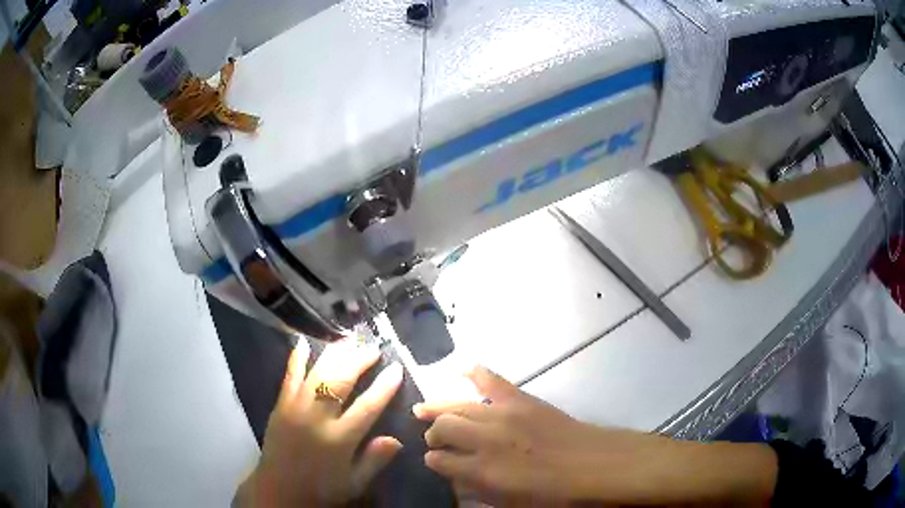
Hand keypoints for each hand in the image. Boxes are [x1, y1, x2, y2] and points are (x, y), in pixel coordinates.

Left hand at [236, 339, 403, 506]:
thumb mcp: (354, 483)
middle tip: (373, 347)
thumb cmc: (321, 489)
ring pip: (317, 373)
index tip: (396, 368)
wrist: (278, 489)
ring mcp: (295, 408)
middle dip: (359, 360)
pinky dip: (297, 358)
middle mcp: (317, 419)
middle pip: (340, 381)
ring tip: (349, 340)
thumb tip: (396, 439)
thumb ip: (374, 461)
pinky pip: (289, 376)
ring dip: (334, 354)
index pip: (367, 407)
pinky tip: (304, 342)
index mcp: (339, 440)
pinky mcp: (280, 405)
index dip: (384, 386)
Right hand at [415, 367, 777, 506]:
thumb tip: (463, 488)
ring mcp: (507, 417)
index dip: (433, 463)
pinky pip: (494, 380)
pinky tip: (462, 366)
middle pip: (444, 429)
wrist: (606, 469)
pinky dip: (476, 371)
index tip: (431, 462)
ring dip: (440, 407)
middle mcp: (489, 442)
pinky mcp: (526, 401)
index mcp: (486, 473)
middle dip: (432, 433)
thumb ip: (485, 497)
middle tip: (430, 437)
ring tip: (426, 409)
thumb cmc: (564, 499)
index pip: (440, 463)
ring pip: (458, 406)